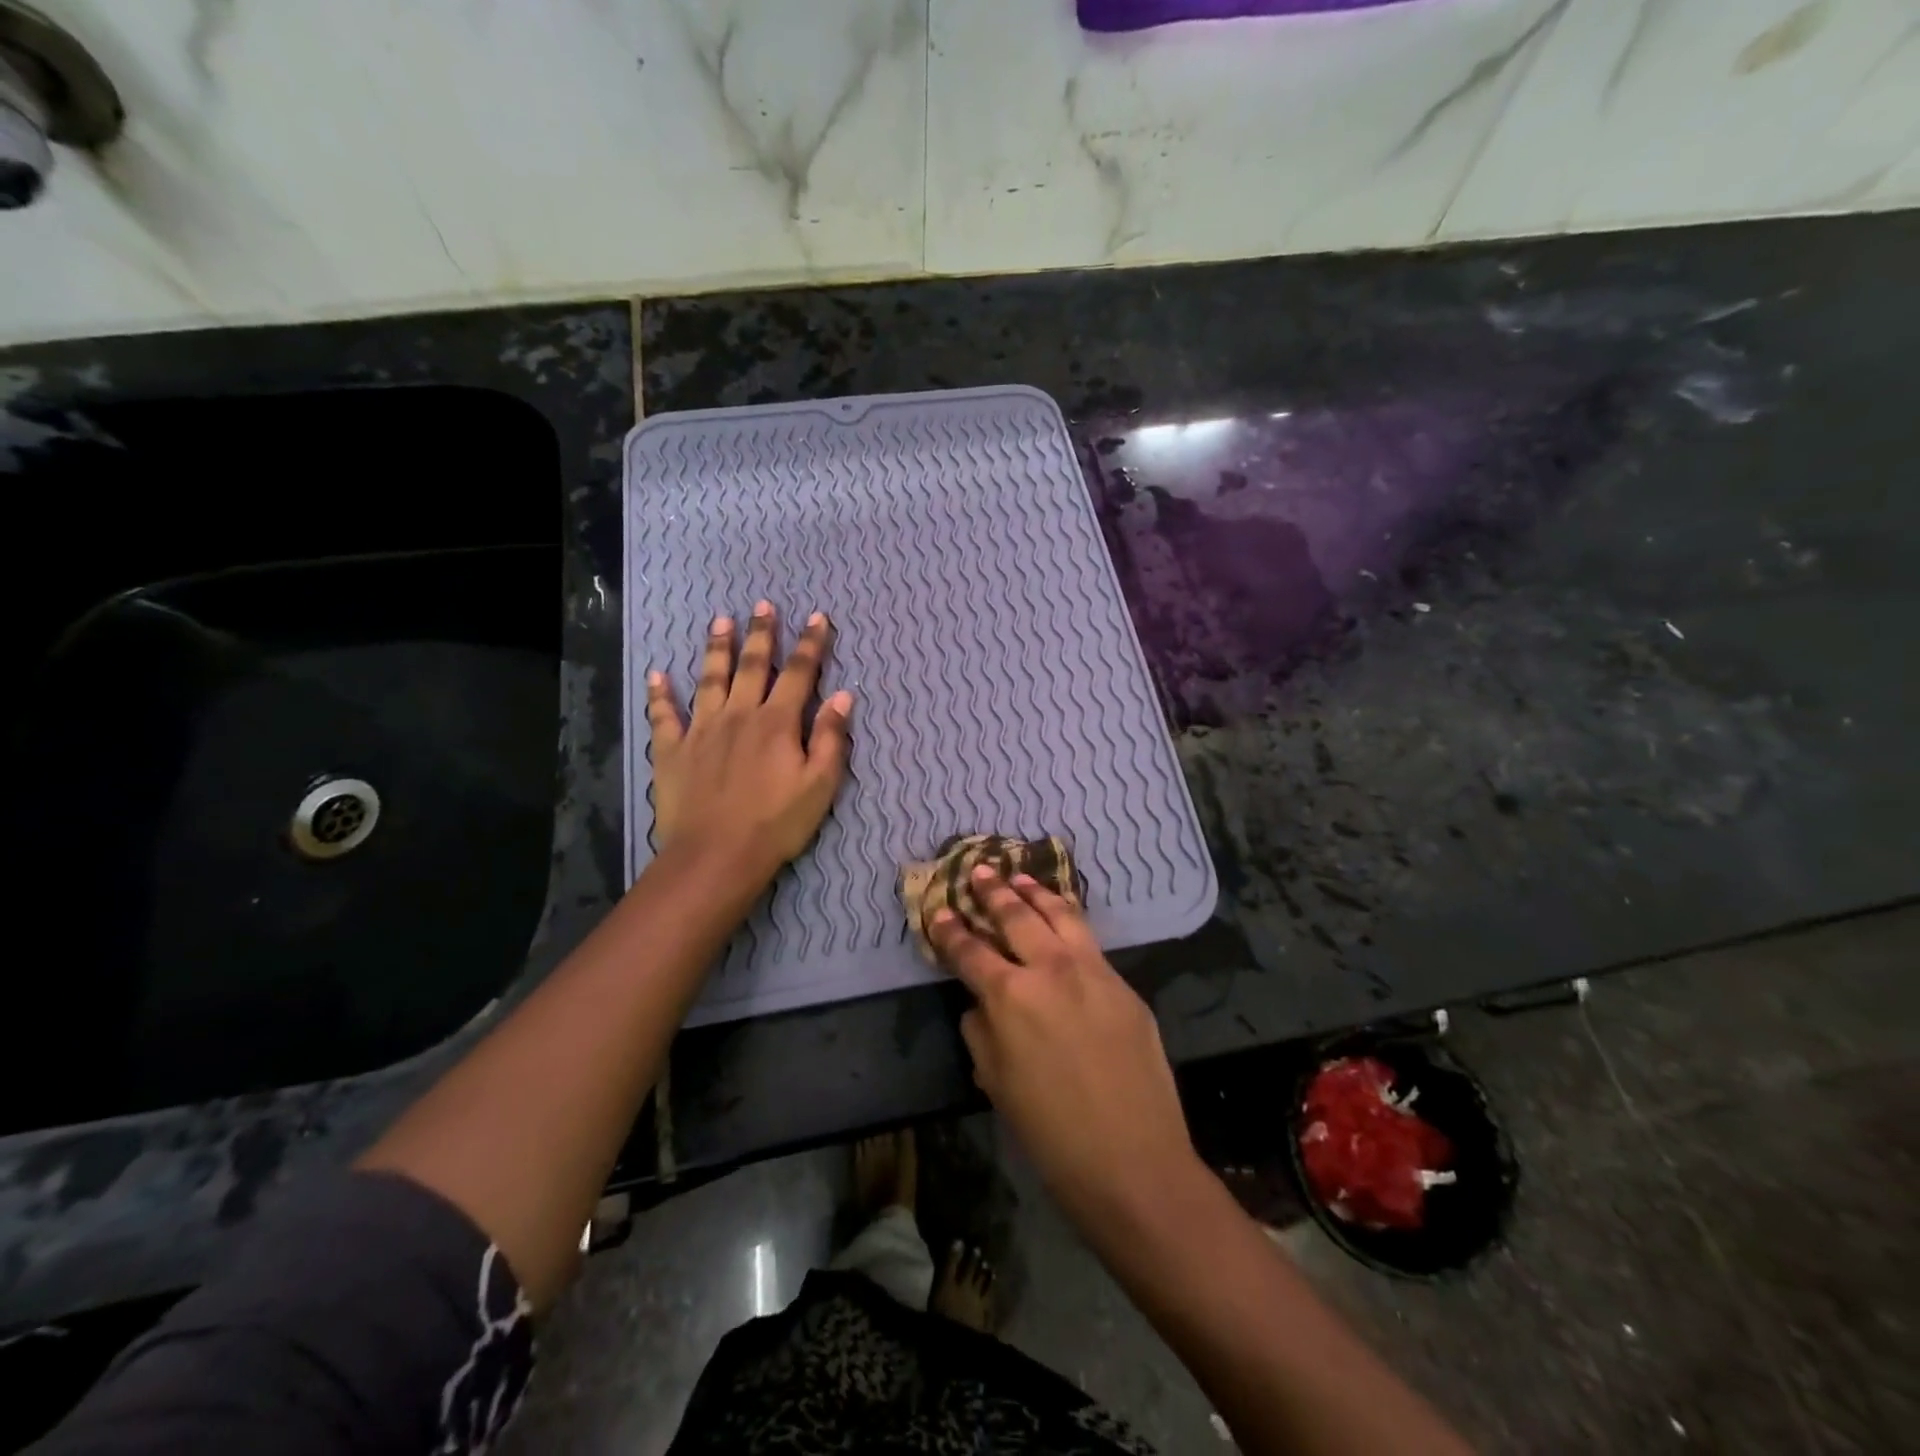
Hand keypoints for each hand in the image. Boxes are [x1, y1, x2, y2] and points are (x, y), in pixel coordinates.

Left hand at [646, 601, 851, 883]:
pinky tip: (657, 675)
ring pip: (709, 679)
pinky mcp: (672, 750)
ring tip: (720, 621)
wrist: (716, 855)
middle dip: (761, 634)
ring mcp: (701, 730)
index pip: (799, 673)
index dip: (811, 644)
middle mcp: (739, 715)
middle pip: (751, 665)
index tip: (818, 618)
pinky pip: (664, 716)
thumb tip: (843, 695)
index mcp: (777, 722)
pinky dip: (660, 695)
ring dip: (716, 648)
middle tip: (763, 605)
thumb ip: (832, 737)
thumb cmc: (776, 823)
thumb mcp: (820, 784)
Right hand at [931, 870, 1203, 1233]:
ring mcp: (1093, 971)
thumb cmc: (1052, 1133)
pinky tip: (1062, 915)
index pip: (970, 952)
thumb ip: (981, 1031)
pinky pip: (1090, 940)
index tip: (940, 910)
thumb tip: (980, 1003)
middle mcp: (1051, 970)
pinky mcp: (1123, 984)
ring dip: (1036, 892)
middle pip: (1016, 916)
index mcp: (1011, 997)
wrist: (1134, 1161)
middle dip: (993, 892)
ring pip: (1060, 914)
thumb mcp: (996, 1083)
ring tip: (1019, 876)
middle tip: (979, 872)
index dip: (951, 930)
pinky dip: (1068, 919)